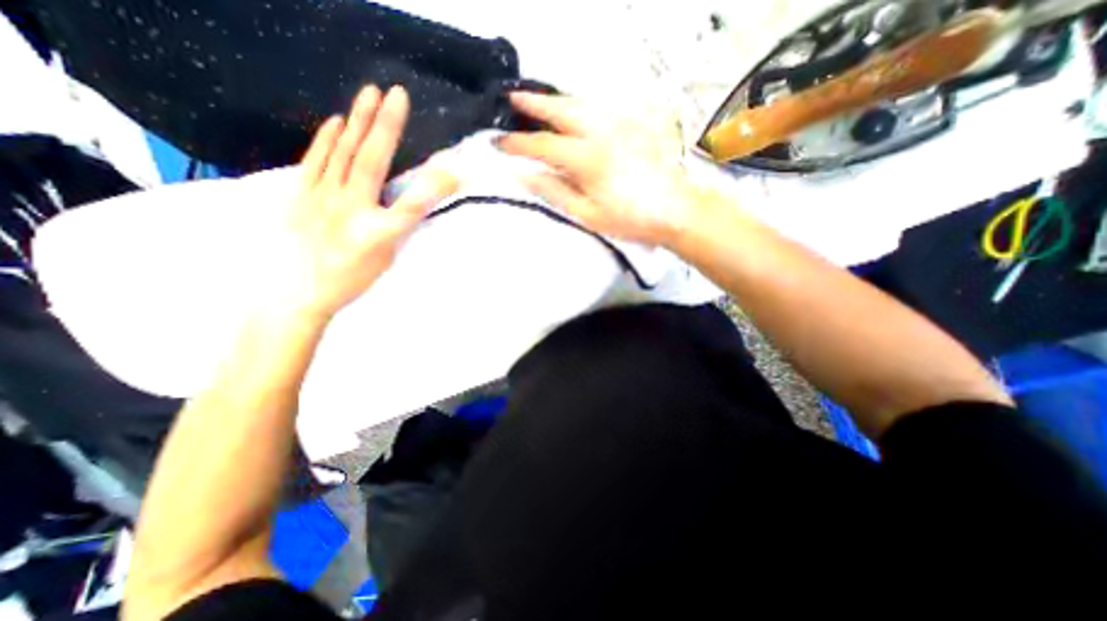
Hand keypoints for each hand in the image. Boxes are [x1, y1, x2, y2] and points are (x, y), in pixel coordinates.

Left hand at [284, 84, 462, 319]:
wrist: (297, 291)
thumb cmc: (350, 279)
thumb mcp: (385, 257)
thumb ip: (401, 224)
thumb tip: (418, 199)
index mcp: (377, 232)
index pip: (412, 205)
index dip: (435, 185)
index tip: (455, 167)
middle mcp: (350, 210)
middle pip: (371, 162)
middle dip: (386, 127)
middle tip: (396, 93)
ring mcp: (322, 198)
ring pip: (343, 154)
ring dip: (359, 122)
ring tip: (369, 93)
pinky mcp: (301, 194)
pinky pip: (315, 161)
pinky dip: (327, 139)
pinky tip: (336, 120)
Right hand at [498, 92, 692, 246]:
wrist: (675, 210)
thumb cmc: (629, 219)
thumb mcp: (587, 214)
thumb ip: (555, 192)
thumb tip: (526, 176)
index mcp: (586, 158)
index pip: (543, 146)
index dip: (518, 144)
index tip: (499, 143)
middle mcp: (601, 132)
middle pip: (561, 110)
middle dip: (533, 104)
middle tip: (513, 98)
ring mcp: (621, 124)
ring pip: (581, 103)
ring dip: (556, 101)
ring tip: (540, 102)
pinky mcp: (635, 124)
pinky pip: (602, 107)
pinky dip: (581, 106)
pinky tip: (576, 113)